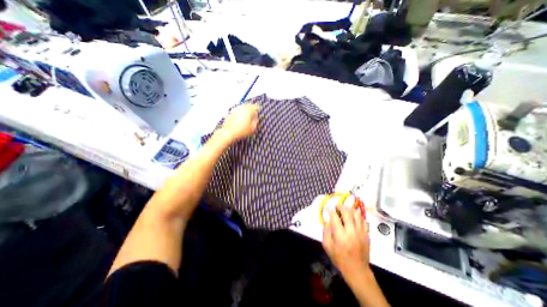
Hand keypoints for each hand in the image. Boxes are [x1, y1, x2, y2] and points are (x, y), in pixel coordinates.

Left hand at [218, 105, 260, 143]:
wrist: (228, 133)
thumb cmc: (241, 131)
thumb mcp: (252, 128)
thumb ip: (255, 121)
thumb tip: (255, 118)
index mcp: (248, 110)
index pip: (255, 106)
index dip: (257, 110)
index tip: (257, 113)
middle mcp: (242, 107)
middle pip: (249, 106)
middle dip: (251, 110)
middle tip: (252, 116)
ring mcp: (235, 109)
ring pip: (243, 108)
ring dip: (245, 111)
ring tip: (246, 118)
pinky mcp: (230, 112)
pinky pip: (238, 111)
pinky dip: (240, 114)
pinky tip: (240, 120)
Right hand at [322, 205, 368, 286]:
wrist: (357, 270)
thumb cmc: (340, 258)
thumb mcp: (327, 246)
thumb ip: (325, 232)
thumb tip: (327, 221)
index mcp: (340, 235)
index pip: (335, 218)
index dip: (331, 210)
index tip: (328, 207)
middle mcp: (351, 232)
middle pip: (347, 212)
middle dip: (340, 207)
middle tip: (337, 207)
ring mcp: (361, 232)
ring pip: (356, 214)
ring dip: (349, 209)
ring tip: (345, 210)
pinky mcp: (366, 234)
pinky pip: (363, 220)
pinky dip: (358, 216)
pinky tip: (353, 217)